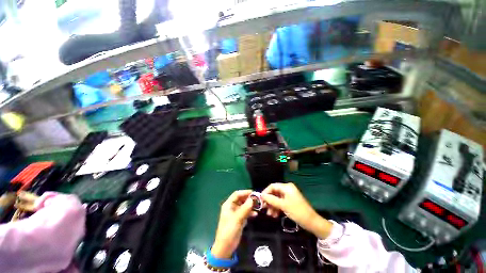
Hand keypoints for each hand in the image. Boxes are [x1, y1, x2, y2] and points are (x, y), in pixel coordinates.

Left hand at [211, 190, 256, 258]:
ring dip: (250, 206)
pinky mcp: (239, 219)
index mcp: (228, 204)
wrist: (225, 247)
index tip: (254, 193)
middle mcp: (232, 207)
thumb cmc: (229, 231)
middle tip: (258, 199)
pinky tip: (255, 214)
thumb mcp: (237, 219)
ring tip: (258, 206)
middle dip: (249, 199)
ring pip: (244, 206)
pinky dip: (250, 212)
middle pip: (241, 199)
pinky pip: (246, 213)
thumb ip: (245, 208)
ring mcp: (236, 213)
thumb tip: (252, 199)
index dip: (245, 192)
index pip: (237, 194)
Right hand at [261, 183, 332, 238]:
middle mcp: (287, 189)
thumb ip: (271, 200)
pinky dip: (277, 208)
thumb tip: (262, 195)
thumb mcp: (283, 205)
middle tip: (264, 208)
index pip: (272, 186)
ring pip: (277, 198)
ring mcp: (289, 195)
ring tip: (270, 214)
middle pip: (274, 192)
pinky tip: (274, 215)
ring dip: (272, 206)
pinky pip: (281, 202)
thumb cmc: (297, 211)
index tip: (260, 200)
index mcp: (286, 187)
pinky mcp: (290, 201)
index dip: (266, 192)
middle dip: (269, 200)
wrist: (312, 222)